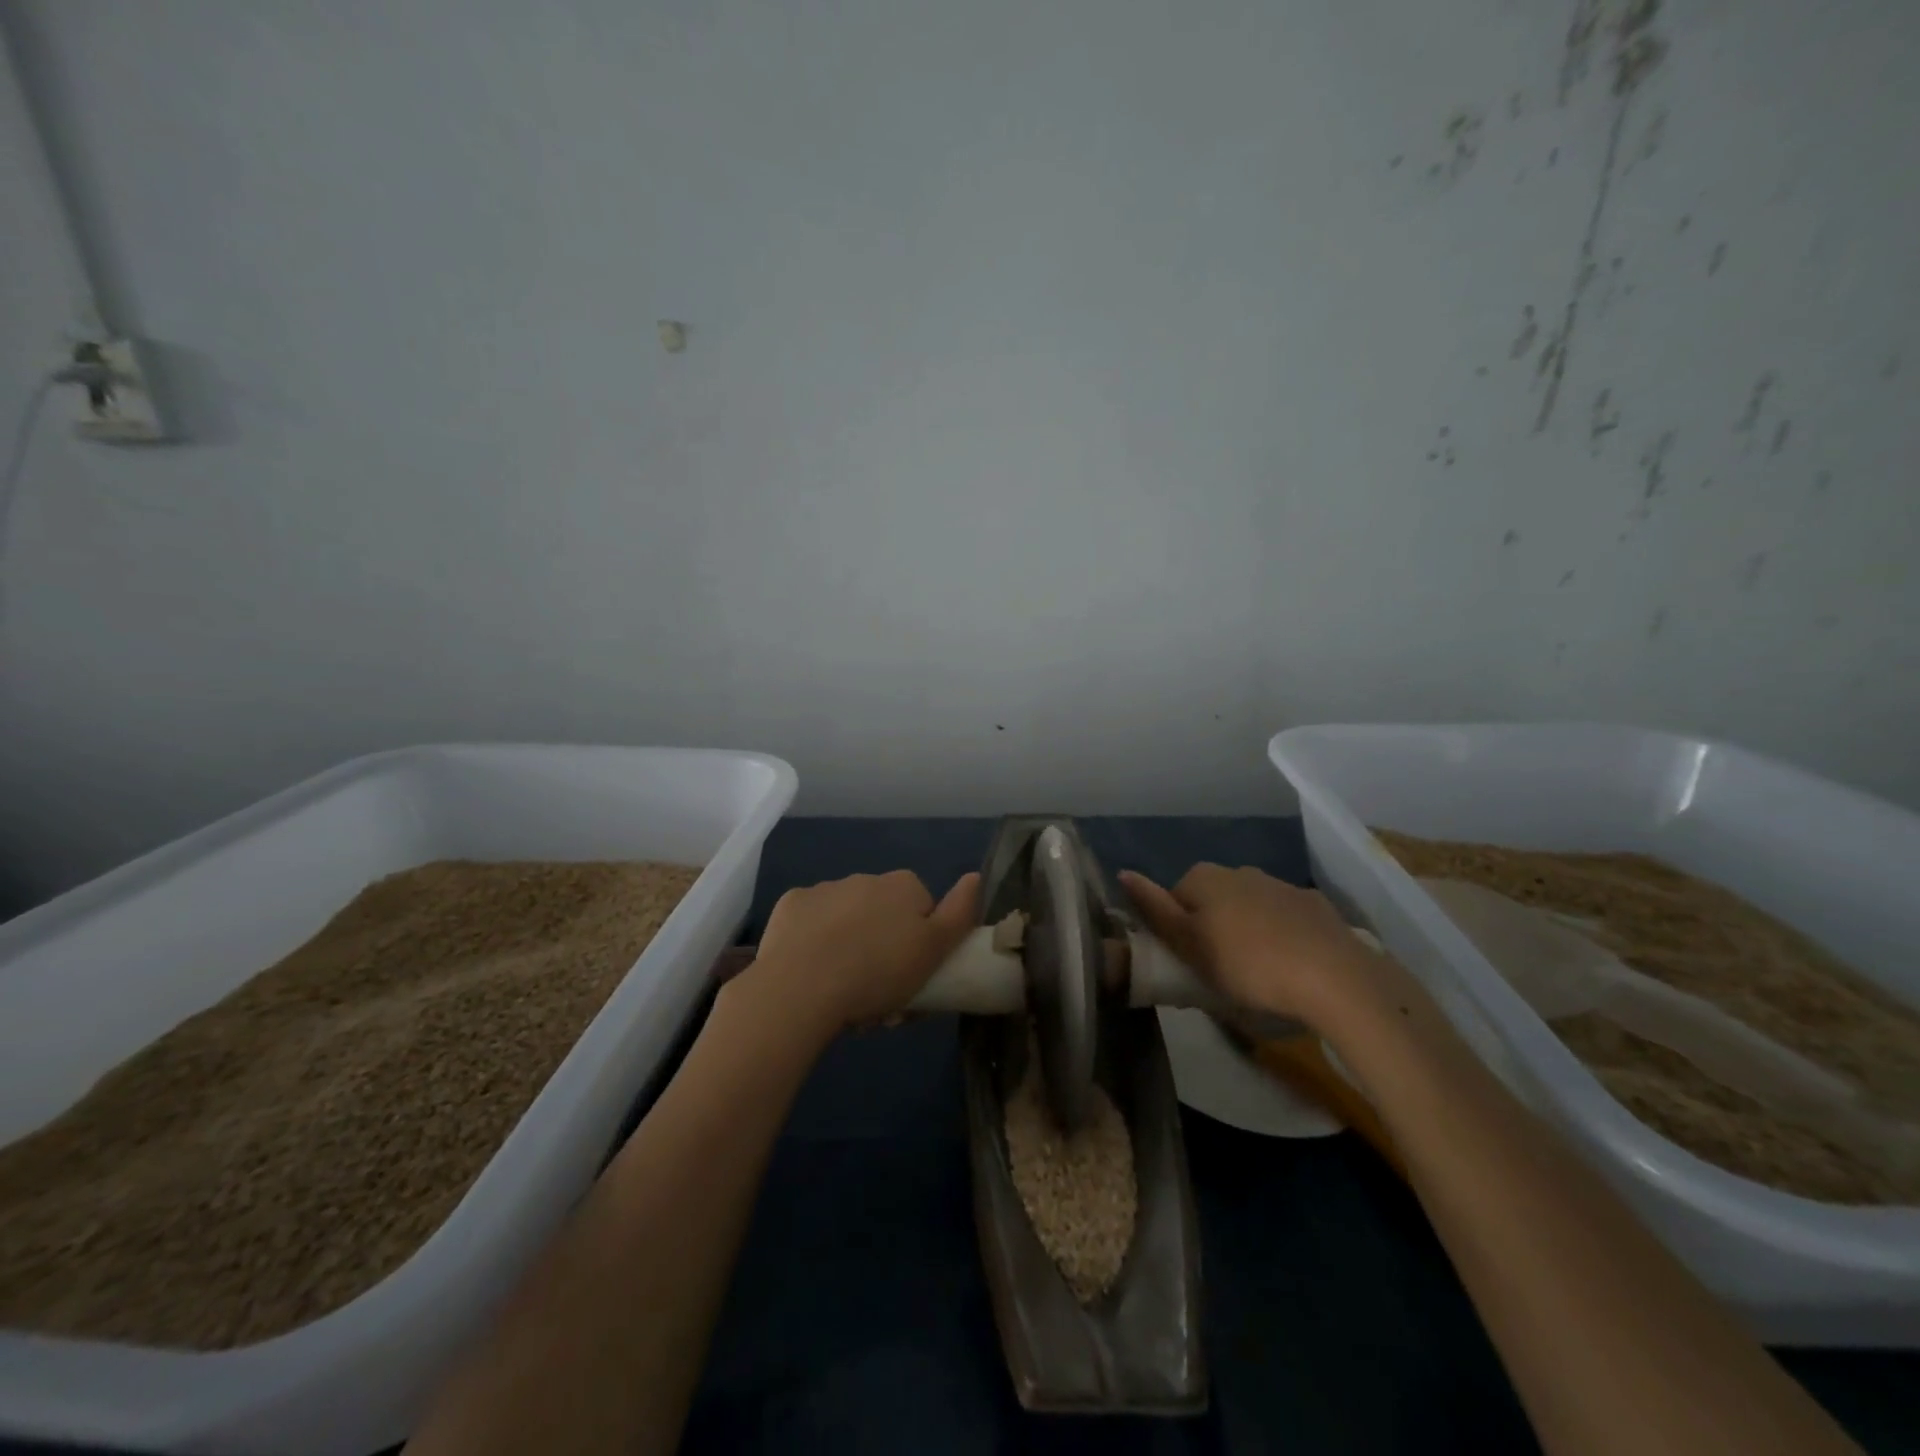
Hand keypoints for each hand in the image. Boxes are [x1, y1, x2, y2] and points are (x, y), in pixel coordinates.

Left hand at [736, 870, 981, 1037]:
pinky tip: (810, 971)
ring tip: (840, 989)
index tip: (912, 978)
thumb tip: (976, 876)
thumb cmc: (878, 972)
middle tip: (878, 994)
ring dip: (848, 945)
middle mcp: (865, 878)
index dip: (921, 946)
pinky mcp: (790, 905)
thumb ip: (959, 913)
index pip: (923, 911)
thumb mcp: (934, 950)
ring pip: (846, 919)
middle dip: (882, 947)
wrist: (801, 987)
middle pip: (883, 915)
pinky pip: (809, 923)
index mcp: (903, 885)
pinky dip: (812, 941)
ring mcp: (824, 889)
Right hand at [1119, 864, 1389, 1026]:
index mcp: (1204, 878)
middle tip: (1219, 971)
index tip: (1189, 963)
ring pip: (1248, 906)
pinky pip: (1284, 917)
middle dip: (1211, 929)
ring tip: (1257, 972)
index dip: (1177, 932)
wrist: (1334, 978)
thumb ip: (1154, 909)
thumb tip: (1123, 872)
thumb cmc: (1248, 964)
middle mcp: (1239, 871)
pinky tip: (1291, 964)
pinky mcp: (1314, 905)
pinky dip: (1281, 934)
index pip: (1174, 899)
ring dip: (1246, 930)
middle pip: (1211, 900)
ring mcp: (1280, 885)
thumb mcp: (1189, 945)